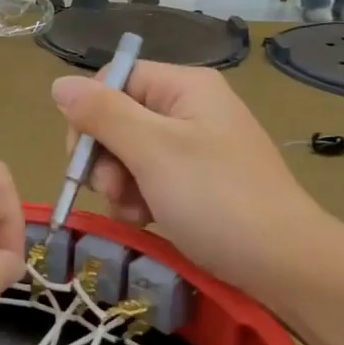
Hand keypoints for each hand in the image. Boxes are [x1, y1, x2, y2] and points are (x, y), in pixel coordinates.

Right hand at [51, 64, 333, 293]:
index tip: (84, 159)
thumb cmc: (216, 199)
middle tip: (112, 191)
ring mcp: (195, 146)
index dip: (90, 117)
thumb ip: (102, 114)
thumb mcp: (152, 151)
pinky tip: (147, 220)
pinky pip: (150, 178)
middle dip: (105, 158)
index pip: (113, 81)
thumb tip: (59, 83)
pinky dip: (139, 199)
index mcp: (184, 87)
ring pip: (128, 153)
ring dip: (119, 185)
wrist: (283, 263)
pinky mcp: (197, 181)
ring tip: (135, 212)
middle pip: (118, 118)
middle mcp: (189, 108)